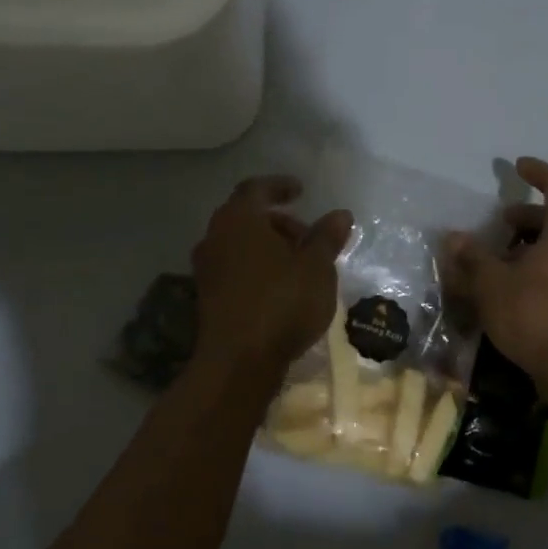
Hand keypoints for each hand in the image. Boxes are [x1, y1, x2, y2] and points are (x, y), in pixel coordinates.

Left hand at [191, 176, 352, 377]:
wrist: (238, 362)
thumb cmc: (282, 302)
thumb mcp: (317, 267)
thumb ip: (327, 237)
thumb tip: (340, 214)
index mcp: (239, 220)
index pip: (256, 188)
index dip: (280, 186)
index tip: (301, 191)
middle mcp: (216, 237)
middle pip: (246, 216)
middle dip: (278, 221)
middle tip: (307, 235)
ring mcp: (207, 268)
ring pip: (239, 243)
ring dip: (267, 245)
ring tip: (299, 263)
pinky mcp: (207, 296)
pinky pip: (234, 267)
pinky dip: (257, 266)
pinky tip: (280, 286)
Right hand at [446, 157, 547, 388]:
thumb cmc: (534, 314)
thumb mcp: (492, 284)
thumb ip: (473, 257)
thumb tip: (454, 238)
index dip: (538, 172)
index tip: (517, 167)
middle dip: (527, 217)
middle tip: (499, 226)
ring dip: (531, 245)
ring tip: (501, 262)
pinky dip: (541, 267)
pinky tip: (516, 289)